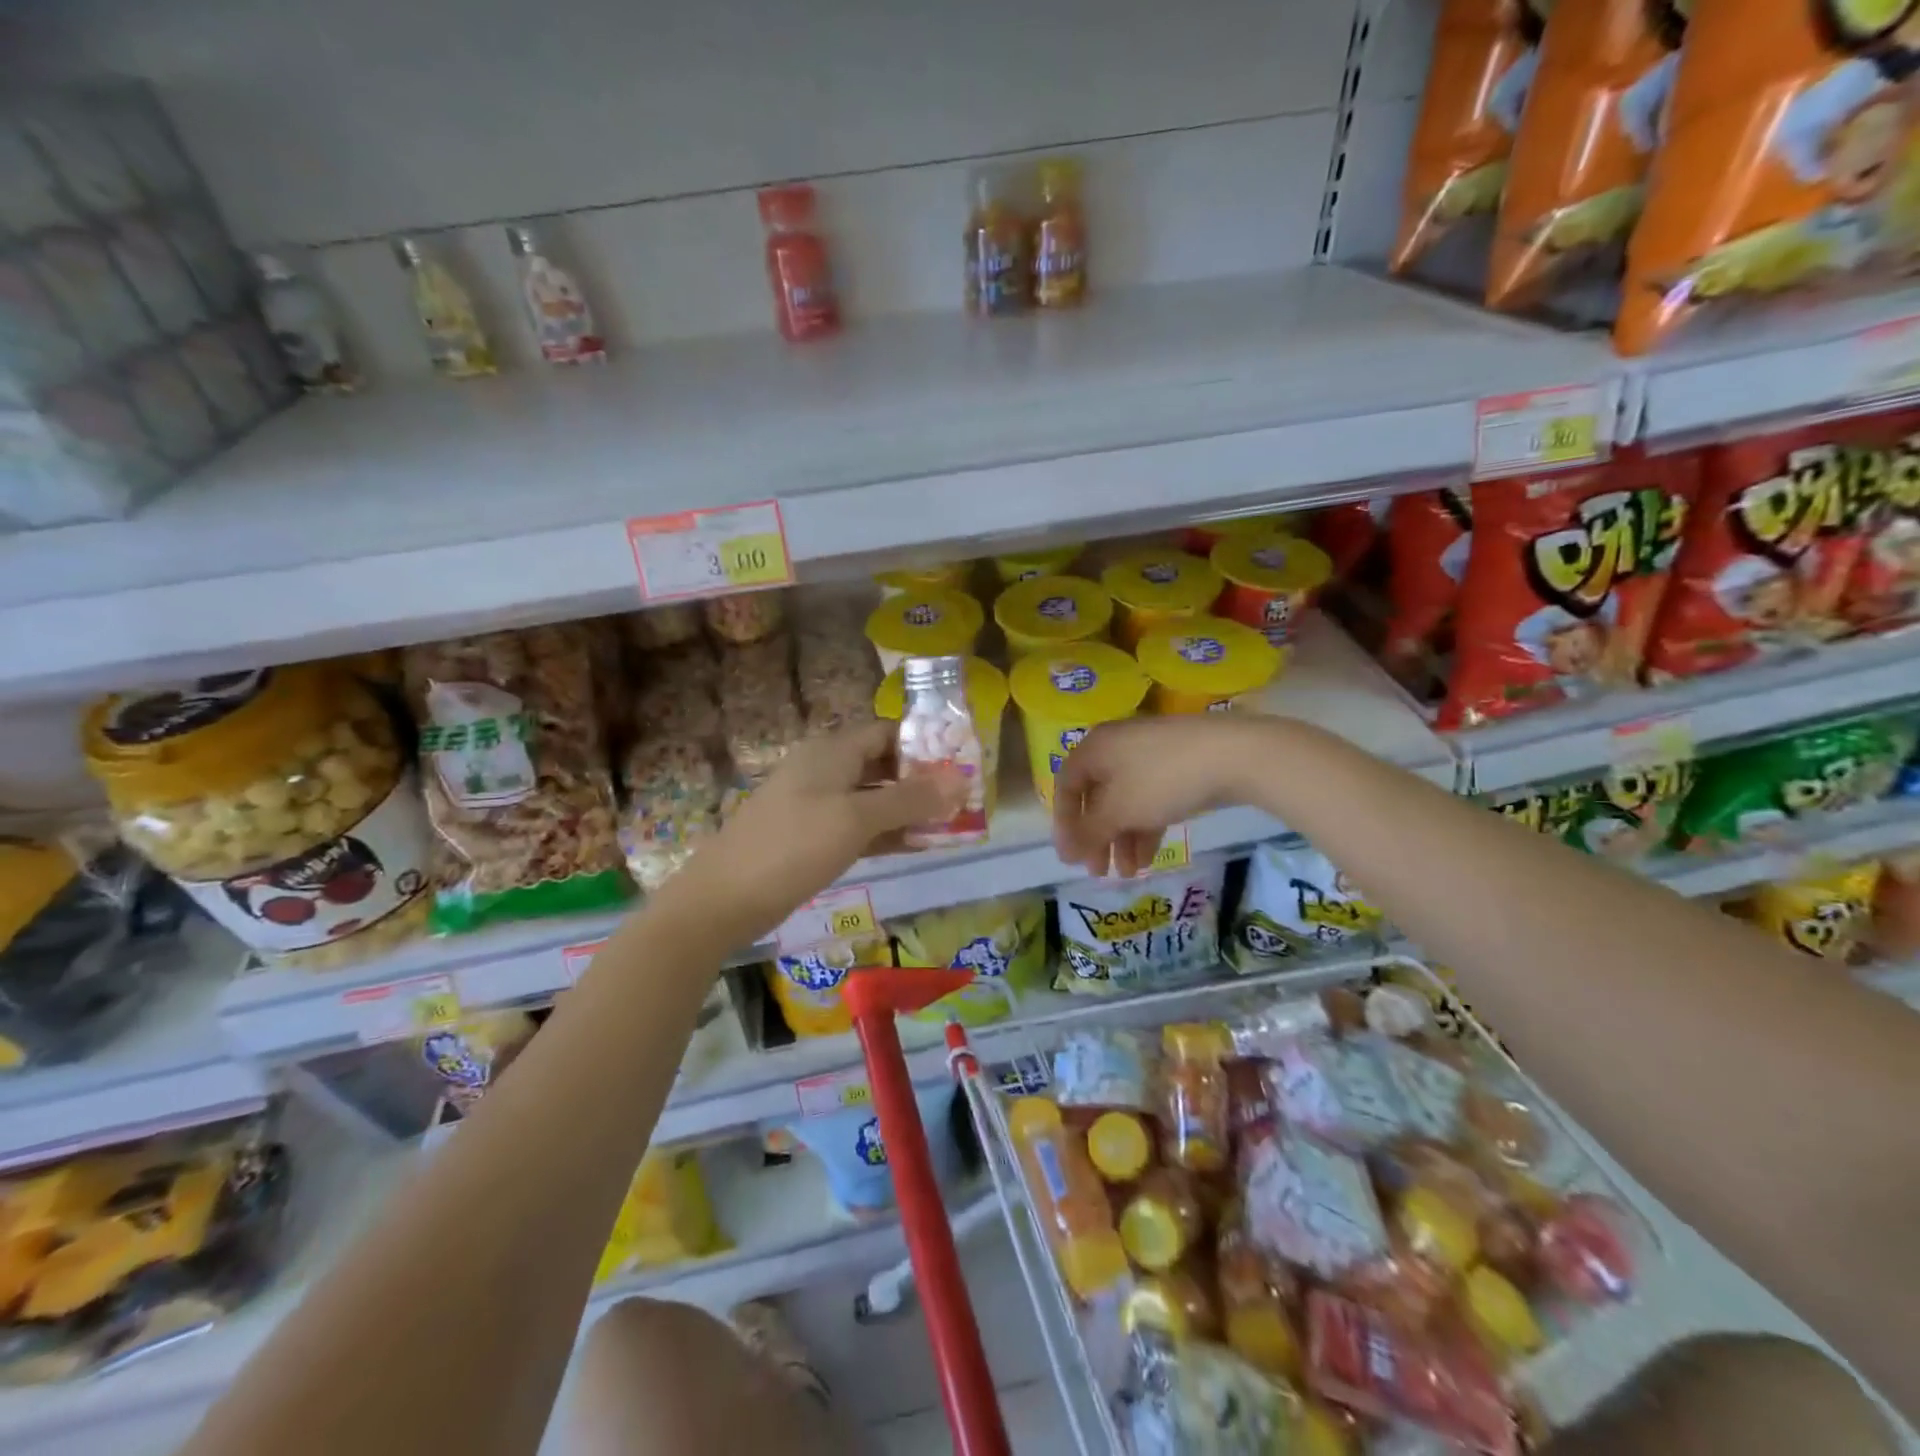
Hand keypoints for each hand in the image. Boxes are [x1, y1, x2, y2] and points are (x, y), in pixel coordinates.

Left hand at [677, 720, 965, 942]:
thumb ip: (910, 798)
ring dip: (907, 809)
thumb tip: (962, 779)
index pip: (887, 733)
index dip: (925, 744)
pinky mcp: (812, 836)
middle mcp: (825, 769)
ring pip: (872, 797)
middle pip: (882, 764)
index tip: (962, 763)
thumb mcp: (857, 819)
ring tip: (950, 824)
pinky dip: (886, 832)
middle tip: (962, 798)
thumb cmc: (794, 846)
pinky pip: (858, 825)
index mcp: (832, 751)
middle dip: (922, 779)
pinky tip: (916, 845)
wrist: (724, 898)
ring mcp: (817, 804)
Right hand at [1052, 716, 1266, 876]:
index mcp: (1094, 748)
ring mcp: (1148, 754)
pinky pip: (1149, 798)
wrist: (1233, 755)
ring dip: (1122, 838)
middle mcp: (1116, 746)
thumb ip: (1087, 833)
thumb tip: (1064, 853)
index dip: (1064, 824)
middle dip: (1097, 838)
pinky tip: (1150, 856)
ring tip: (1130, 872)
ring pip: (1124, 801)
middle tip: (1099, 872)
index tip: (1071, 857)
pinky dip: (1144, 826)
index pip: (1066, 787)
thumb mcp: (1119, 810)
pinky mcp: (1176, 765)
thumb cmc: (1162, 780)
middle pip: (1096, 797)